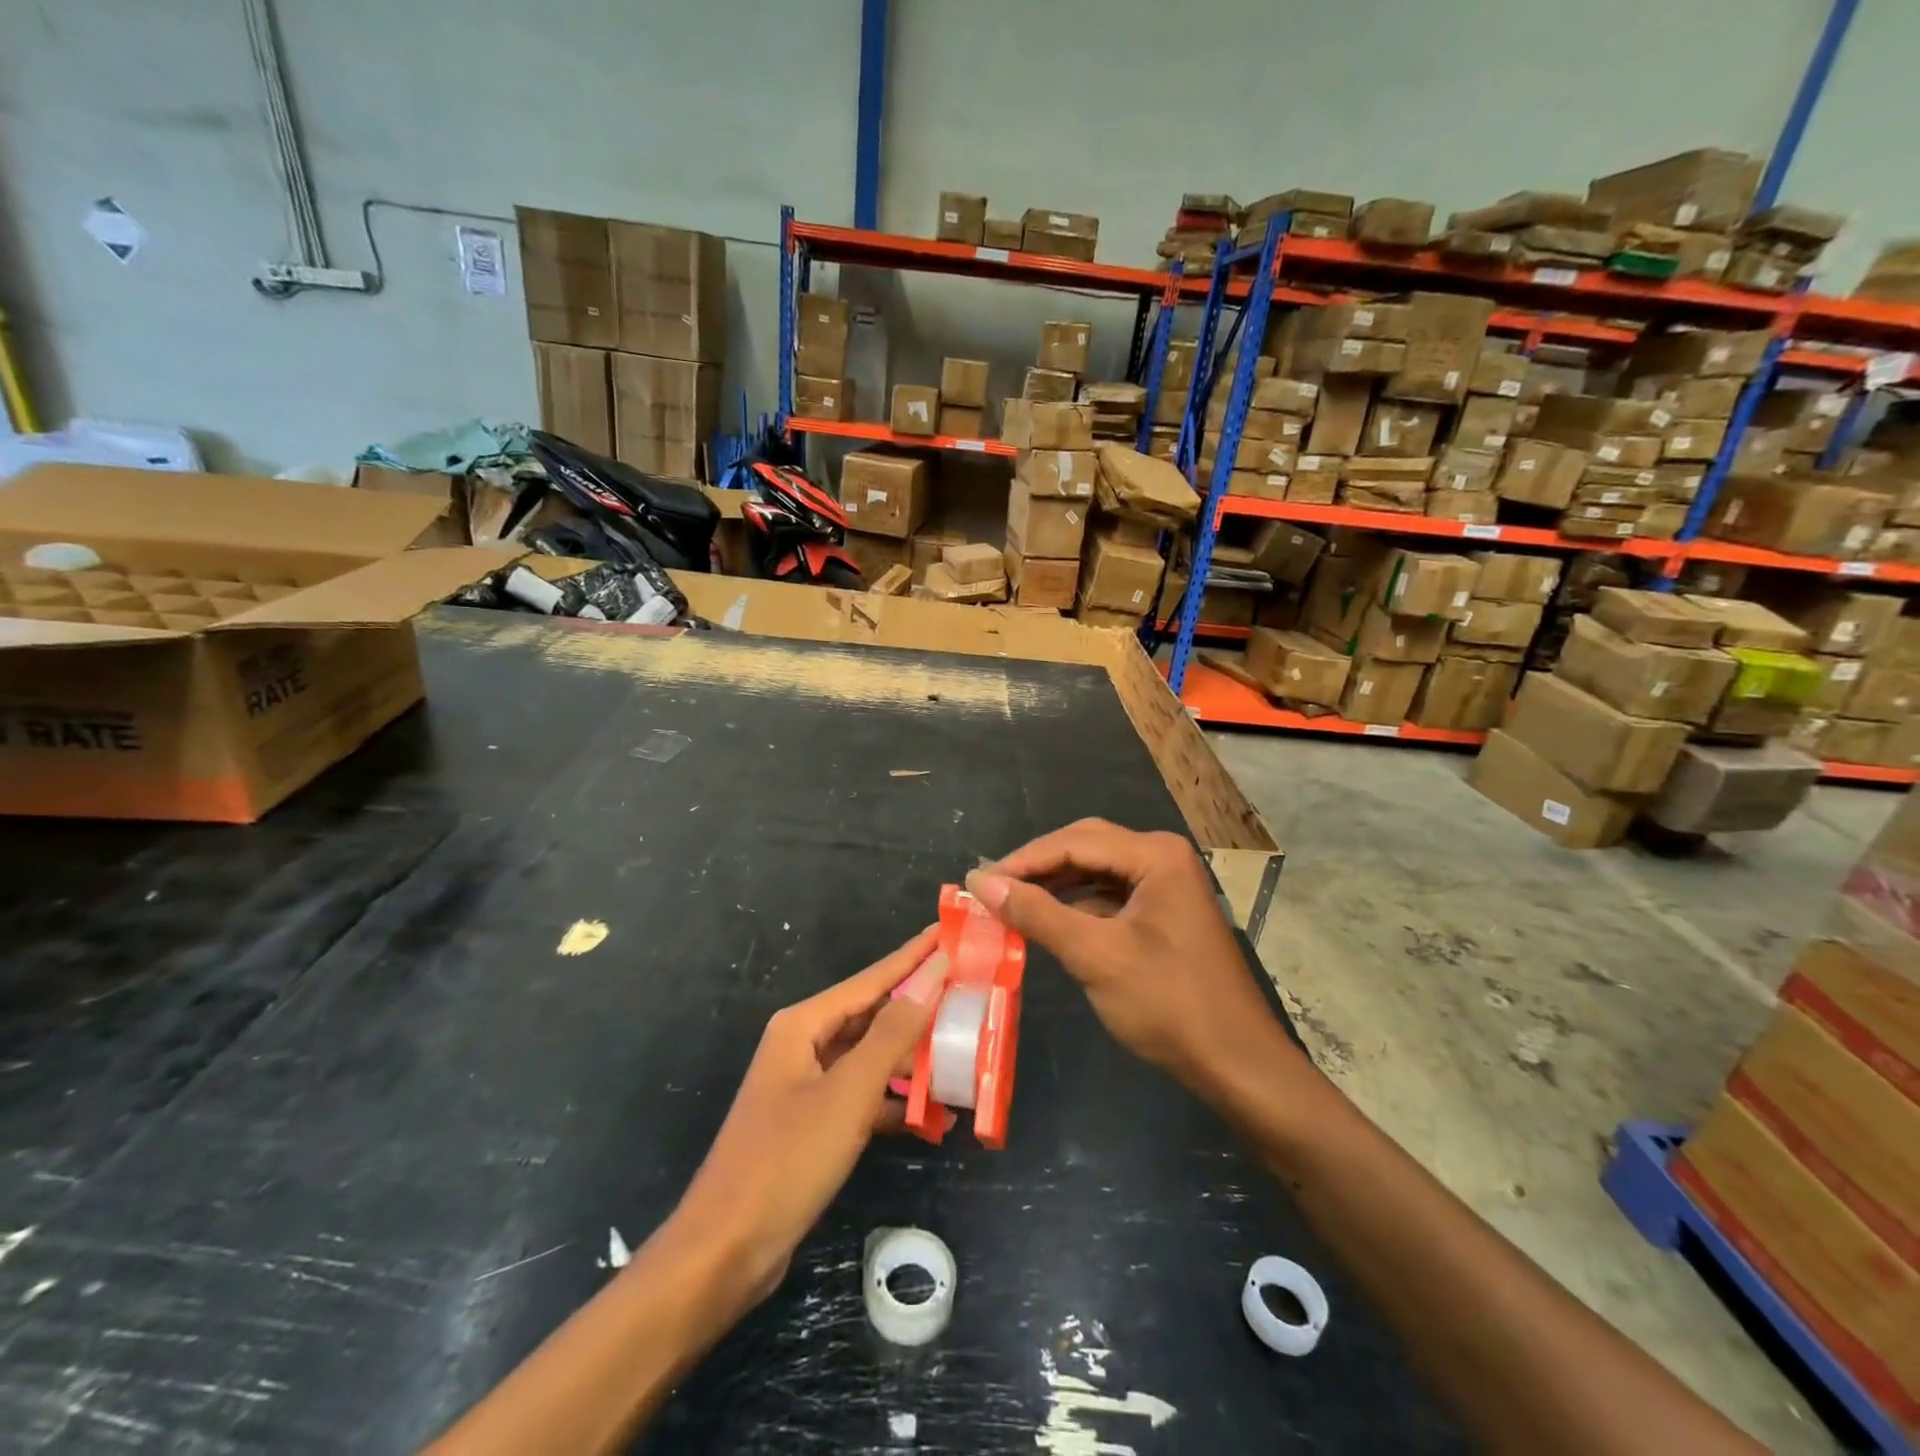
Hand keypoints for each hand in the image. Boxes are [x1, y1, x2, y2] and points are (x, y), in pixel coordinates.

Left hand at [664, 926, 947, 1314]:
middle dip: (919, 1008)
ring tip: (964, 1055)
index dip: (913, 956)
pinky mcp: (814, 1125)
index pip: (872, 979)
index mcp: (804, 1024)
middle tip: (969, 995)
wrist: (725, 1251)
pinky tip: (934, 1116)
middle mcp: (804, 1045)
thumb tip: (931, 978)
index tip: (948, 932)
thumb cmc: (787, 1159)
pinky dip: (896, 1104)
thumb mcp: (848, 1093)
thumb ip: (892, 1034)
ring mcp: (808, 1087)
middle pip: (873, 1016)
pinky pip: (864, 1098)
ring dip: (913, 1061)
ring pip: (871, 1059)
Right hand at [966, 820, 1291, 1092]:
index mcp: (1155, 855)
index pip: (1074, 842)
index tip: (977, 882)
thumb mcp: (1096, 956)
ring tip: (1010, 905)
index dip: (1022, 861)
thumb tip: (980, 882)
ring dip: (1054, 886)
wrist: (1237, 1064)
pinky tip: (1047, 922)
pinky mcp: (1163, 912)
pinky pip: (1109, 895)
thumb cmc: (1169, 1004)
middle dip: (1038, 867)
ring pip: (1095, 870)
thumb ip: (1037, 914)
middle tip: (992, 889)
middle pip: (1085, 846)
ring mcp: (1166, 884)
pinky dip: (1076, 905)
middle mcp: (1162, 857)